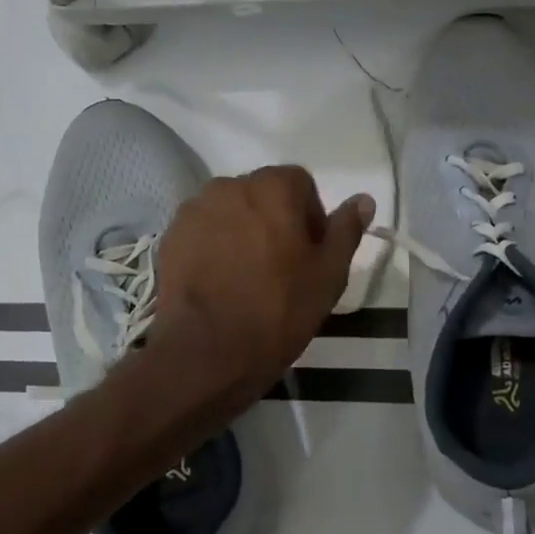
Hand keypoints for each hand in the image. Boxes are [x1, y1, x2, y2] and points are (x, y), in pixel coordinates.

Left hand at [147, 167, 373, 403]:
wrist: (207, 350)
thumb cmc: (279, 309)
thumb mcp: (329, 274)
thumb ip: (346, 230)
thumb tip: (363, 200)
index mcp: (273, 187)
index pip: (300, 183)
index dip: (310, 215)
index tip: (310, 252)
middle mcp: (230, 185)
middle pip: (262, 193)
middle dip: (274, 219)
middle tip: (281, 265)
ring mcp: (195, 209)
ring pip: (230, 211)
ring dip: (242, 230)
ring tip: (246, 275)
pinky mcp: (171, 236)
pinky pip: (203, 230)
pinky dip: (213, 245)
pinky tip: (219, 281)